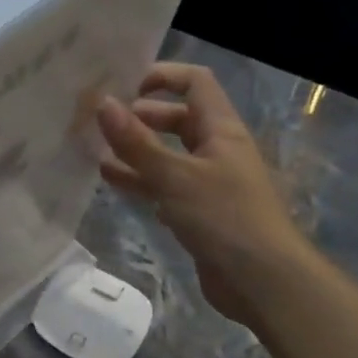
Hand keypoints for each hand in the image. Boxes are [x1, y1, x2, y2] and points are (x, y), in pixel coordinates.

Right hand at [97, 63, 317, 331]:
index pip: (195, 83)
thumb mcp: (175, 176)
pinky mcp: (198, 211)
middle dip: (139, 116)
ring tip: (94, 148)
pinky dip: (139, 180)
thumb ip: (136, 142)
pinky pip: (164, 185)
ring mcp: (207, 182)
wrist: (263, 281)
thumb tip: (102, 103)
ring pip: (166, 154)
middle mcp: (216, 149)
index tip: (123, 85)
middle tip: (100, 121)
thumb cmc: (224, 217)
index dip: (162, 76)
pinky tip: (110, 180)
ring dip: (134, 150)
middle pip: (177, 118)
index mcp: (221, 130)